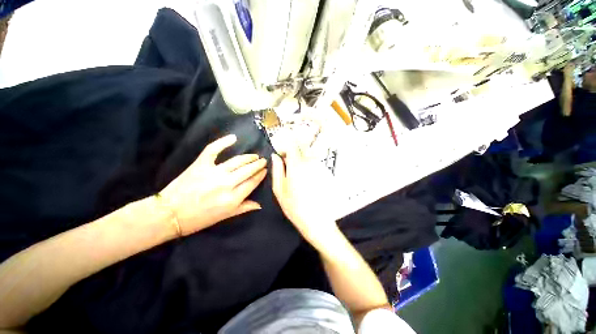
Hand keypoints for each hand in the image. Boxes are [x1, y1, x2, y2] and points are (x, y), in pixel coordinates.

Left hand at [159, 135, 266, 235]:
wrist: (170, 214)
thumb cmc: (199, 219)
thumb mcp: (225, 217)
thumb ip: (244, 208)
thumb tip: (260, 205)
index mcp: (233, 198)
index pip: (253, 182)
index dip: (261, 175)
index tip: (265, 170)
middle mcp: (226, 184)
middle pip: (248, 170)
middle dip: (258, 164)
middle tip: (263, 161)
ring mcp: (213, 172)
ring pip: (237, 161)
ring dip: (248, 157)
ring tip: (254, 156)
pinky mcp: (200, 165)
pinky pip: (213, 150)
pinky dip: (223, 142)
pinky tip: (233, 138)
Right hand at [271, 149, 336, 246]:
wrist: (316, 220)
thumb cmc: (294, 207)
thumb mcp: (279, 189)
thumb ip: (277, 170)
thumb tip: (275, 156)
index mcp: (297, 166)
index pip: (291, 146)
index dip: (285, 148)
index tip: (280, 156)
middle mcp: (309, 163)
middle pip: (299, 150)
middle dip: (292, 156)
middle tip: (287, 169)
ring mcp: (318, 167)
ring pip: (306, 156)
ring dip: (299, 162)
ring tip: (296, 177)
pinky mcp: (324, 173)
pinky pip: (313, 164)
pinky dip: (307, 167)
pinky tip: (305, 181)